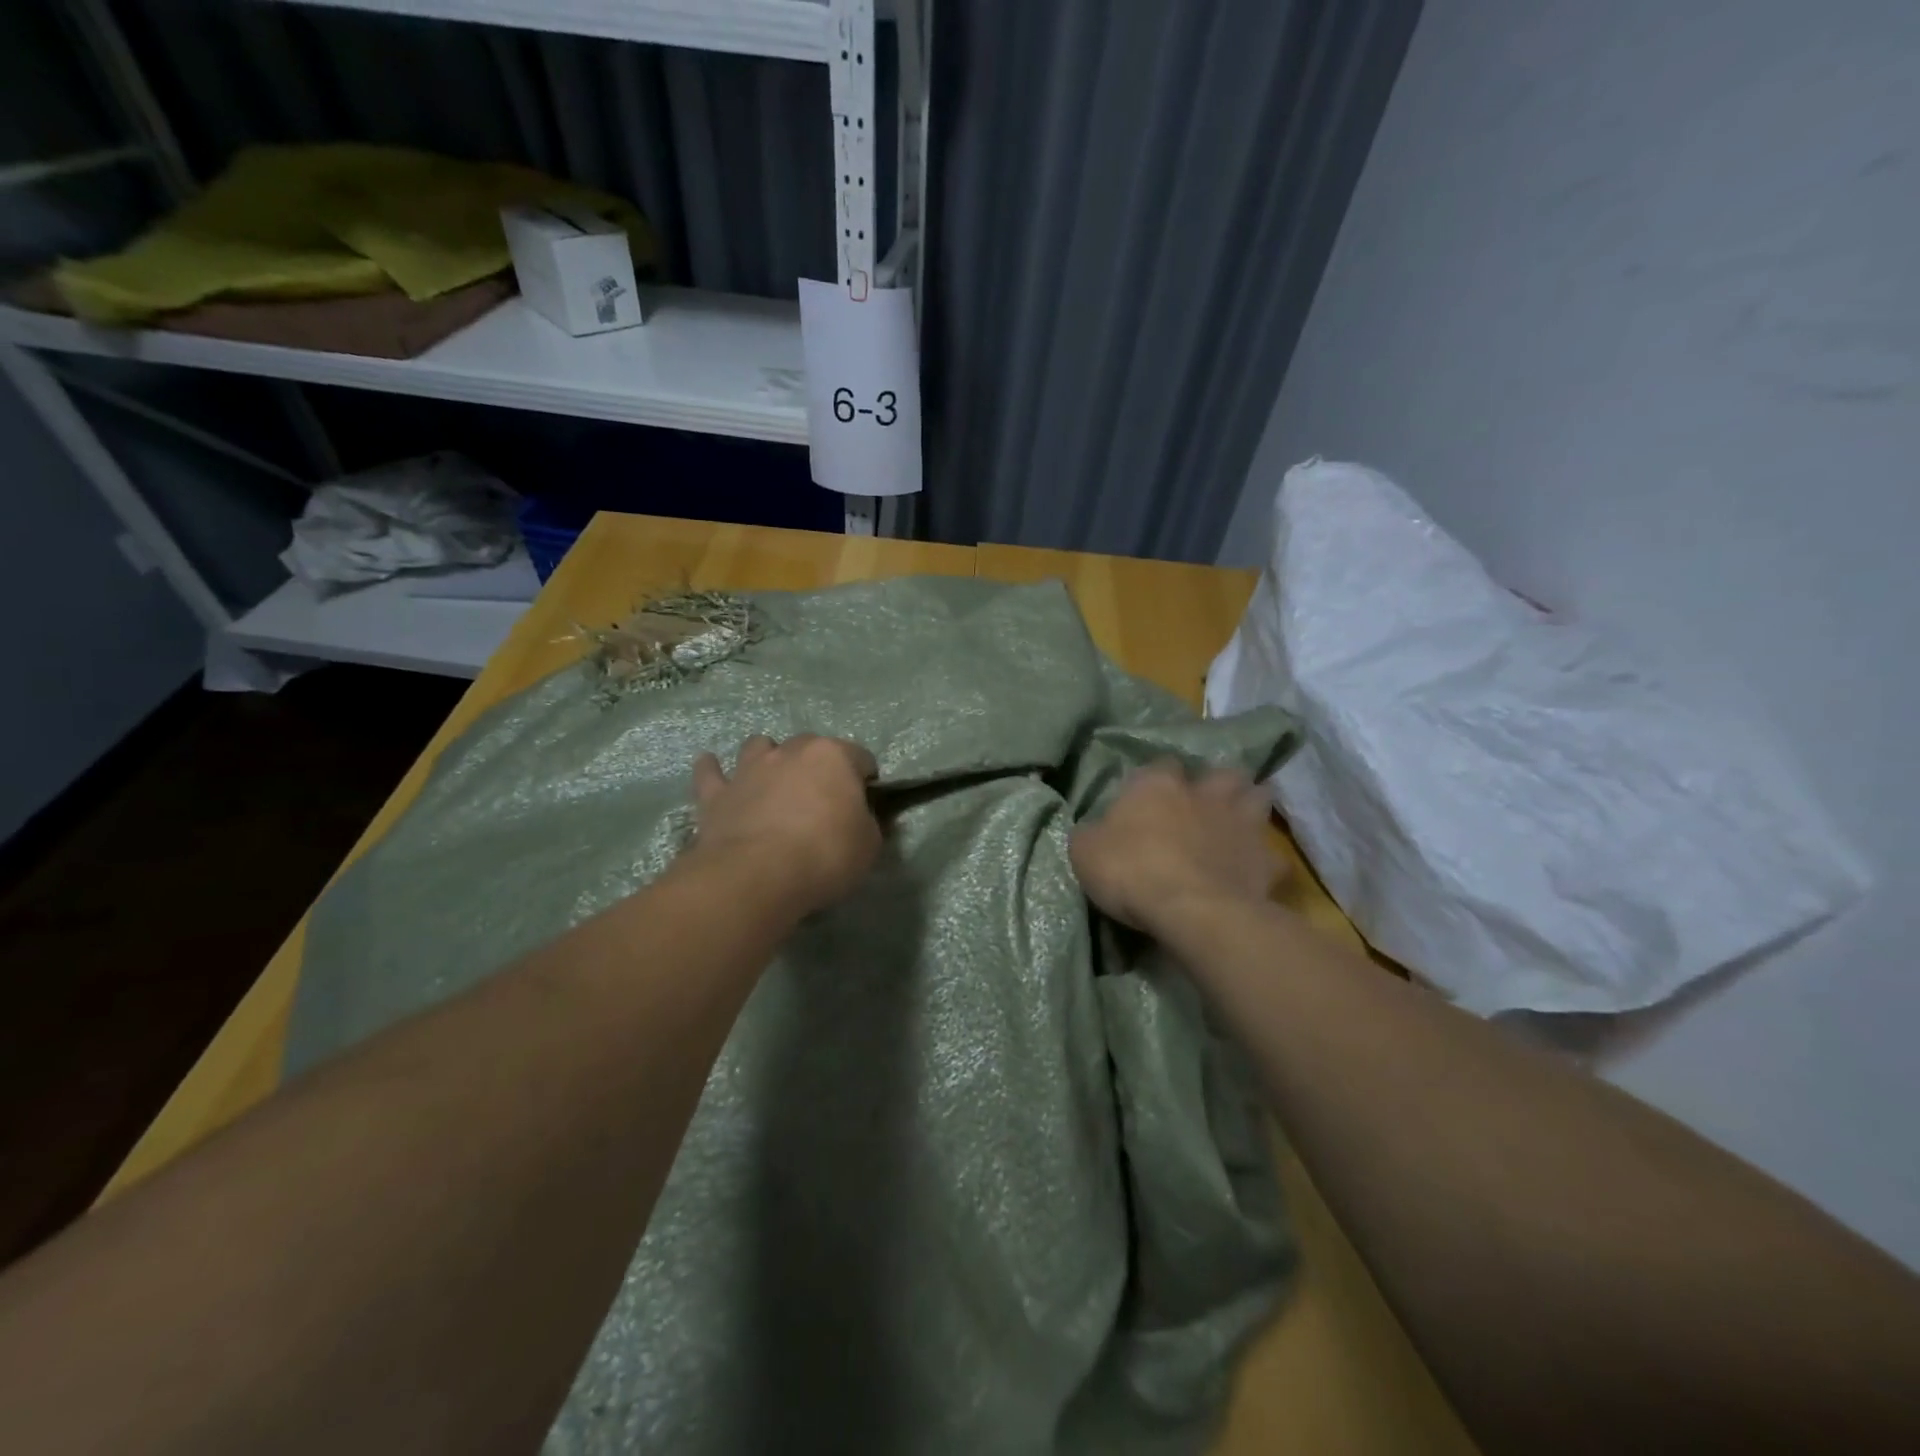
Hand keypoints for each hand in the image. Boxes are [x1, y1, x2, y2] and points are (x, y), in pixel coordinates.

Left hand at [687, 734, 881, 916]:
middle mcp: (791, 751)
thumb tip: (860, 819)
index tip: (865, 801)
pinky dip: (712, 770)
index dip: (865, 778)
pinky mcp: (716, 794)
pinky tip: (712, 769)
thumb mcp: (868, 844)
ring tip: (772, 780)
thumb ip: (867, 823)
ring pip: (759, 746)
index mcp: (833, 757)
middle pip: (810, 746)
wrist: (757, 875)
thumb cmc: (825, 854)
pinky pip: (710, 773)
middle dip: (818, 765)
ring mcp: (750, 769)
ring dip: (768, 758)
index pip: (860, 757)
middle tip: (822, 797)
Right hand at [1070, 761, 1277, 934]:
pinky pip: (1273, 857)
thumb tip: (1096, 831)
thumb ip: (1092, 833)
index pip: (1161, 765)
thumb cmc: (1130, 871)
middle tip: (1207, 802)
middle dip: (1218, 784)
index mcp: (1157, 784)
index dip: (1157, 780)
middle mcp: (1203, 793)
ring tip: (1239, 824)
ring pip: (1259, 798)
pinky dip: (1266, 862)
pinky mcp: (1265, 860)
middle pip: (1221, 773)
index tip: (1150, 799)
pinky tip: (1256, 872)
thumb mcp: (1084, 851)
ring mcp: (1241, 823)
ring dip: (1250, 807)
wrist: (1190, 908)